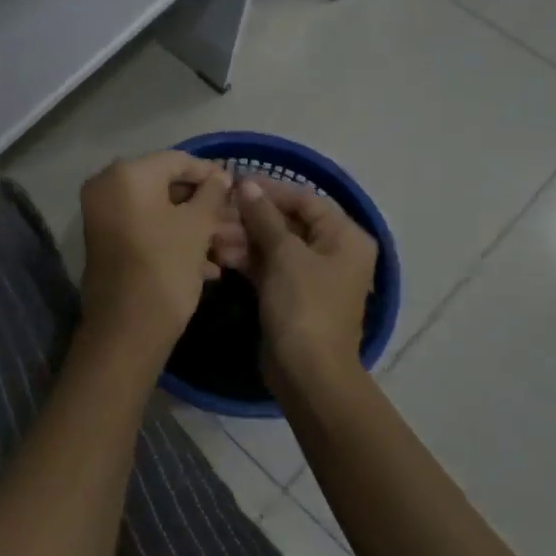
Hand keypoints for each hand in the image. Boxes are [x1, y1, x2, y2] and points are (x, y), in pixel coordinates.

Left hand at [79, 151, 233, 350]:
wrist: (127, 328)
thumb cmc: (166, 266)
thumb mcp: (196, 227)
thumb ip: (211, 194)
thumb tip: (220, 175)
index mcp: (126, 175)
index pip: (177, 161)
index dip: (210, 173)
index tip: (237, 189)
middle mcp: (107, 188)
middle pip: (166, 187)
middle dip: (205, 207)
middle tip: (235, 222)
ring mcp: (104, 217)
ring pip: (159, 214)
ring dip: (195, 230)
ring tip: (228, 250)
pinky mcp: (107, 244)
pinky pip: (146, 232)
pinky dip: (174, 243)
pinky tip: (208, 267)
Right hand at [232, 178, 377, 387]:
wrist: (307, 372)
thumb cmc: (304, 306)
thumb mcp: (285, 255)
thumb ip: (264, 217)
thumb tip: (247, 184)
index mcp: (345, 237)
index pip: (305, 200)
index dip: (270, 190)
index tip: (233, 182)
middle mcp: (332, 252)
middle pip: (287, 222)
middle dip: (250, 218)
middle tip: (215, 214)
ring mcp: (311, 275)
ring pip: (273, 245)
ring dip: (243, 239)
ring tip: (211, 238)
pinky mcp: (290, 295)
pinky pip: (268, 267)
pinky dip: (246, 260)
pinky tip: (219, 256)